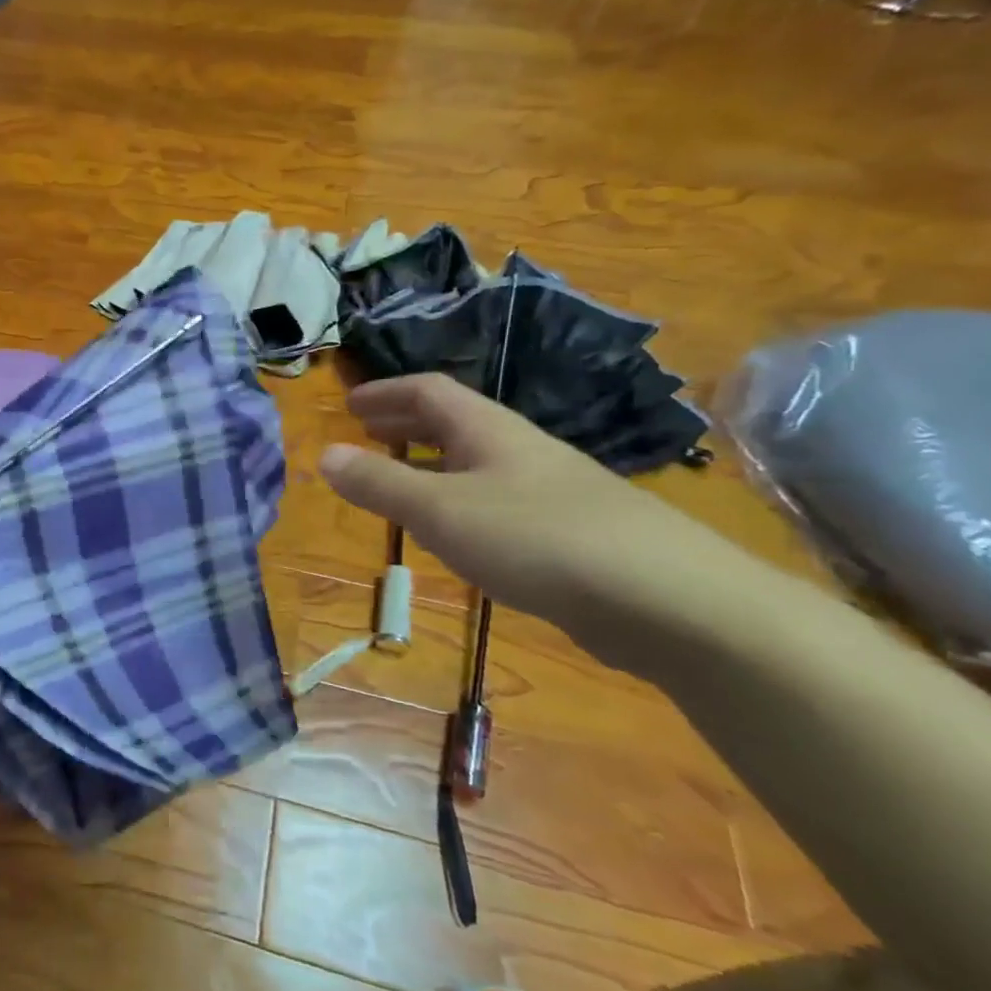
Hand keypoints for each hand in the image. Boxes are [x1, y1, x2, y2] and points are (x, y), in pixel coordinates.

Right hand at [318, 374, 765, 672]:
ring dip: (433, 464)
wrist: (666, 599)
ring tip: (402, 482)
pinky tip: (458, 533)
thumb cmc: (536, 538)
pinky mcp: (570, 534)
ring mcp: (551, 491)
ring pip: (478, 464)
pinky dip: (461, 502)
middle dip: (406, 423)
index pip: (430, 392)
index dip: (386, 393)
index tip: (350, 404)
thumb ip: (380, 483)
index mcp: (489, 430)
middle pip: (455, 422)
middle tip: (367, 433)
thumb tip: (323, 454)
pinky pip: (498, 501)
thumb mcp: (440, 510)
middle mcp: (520, 450)